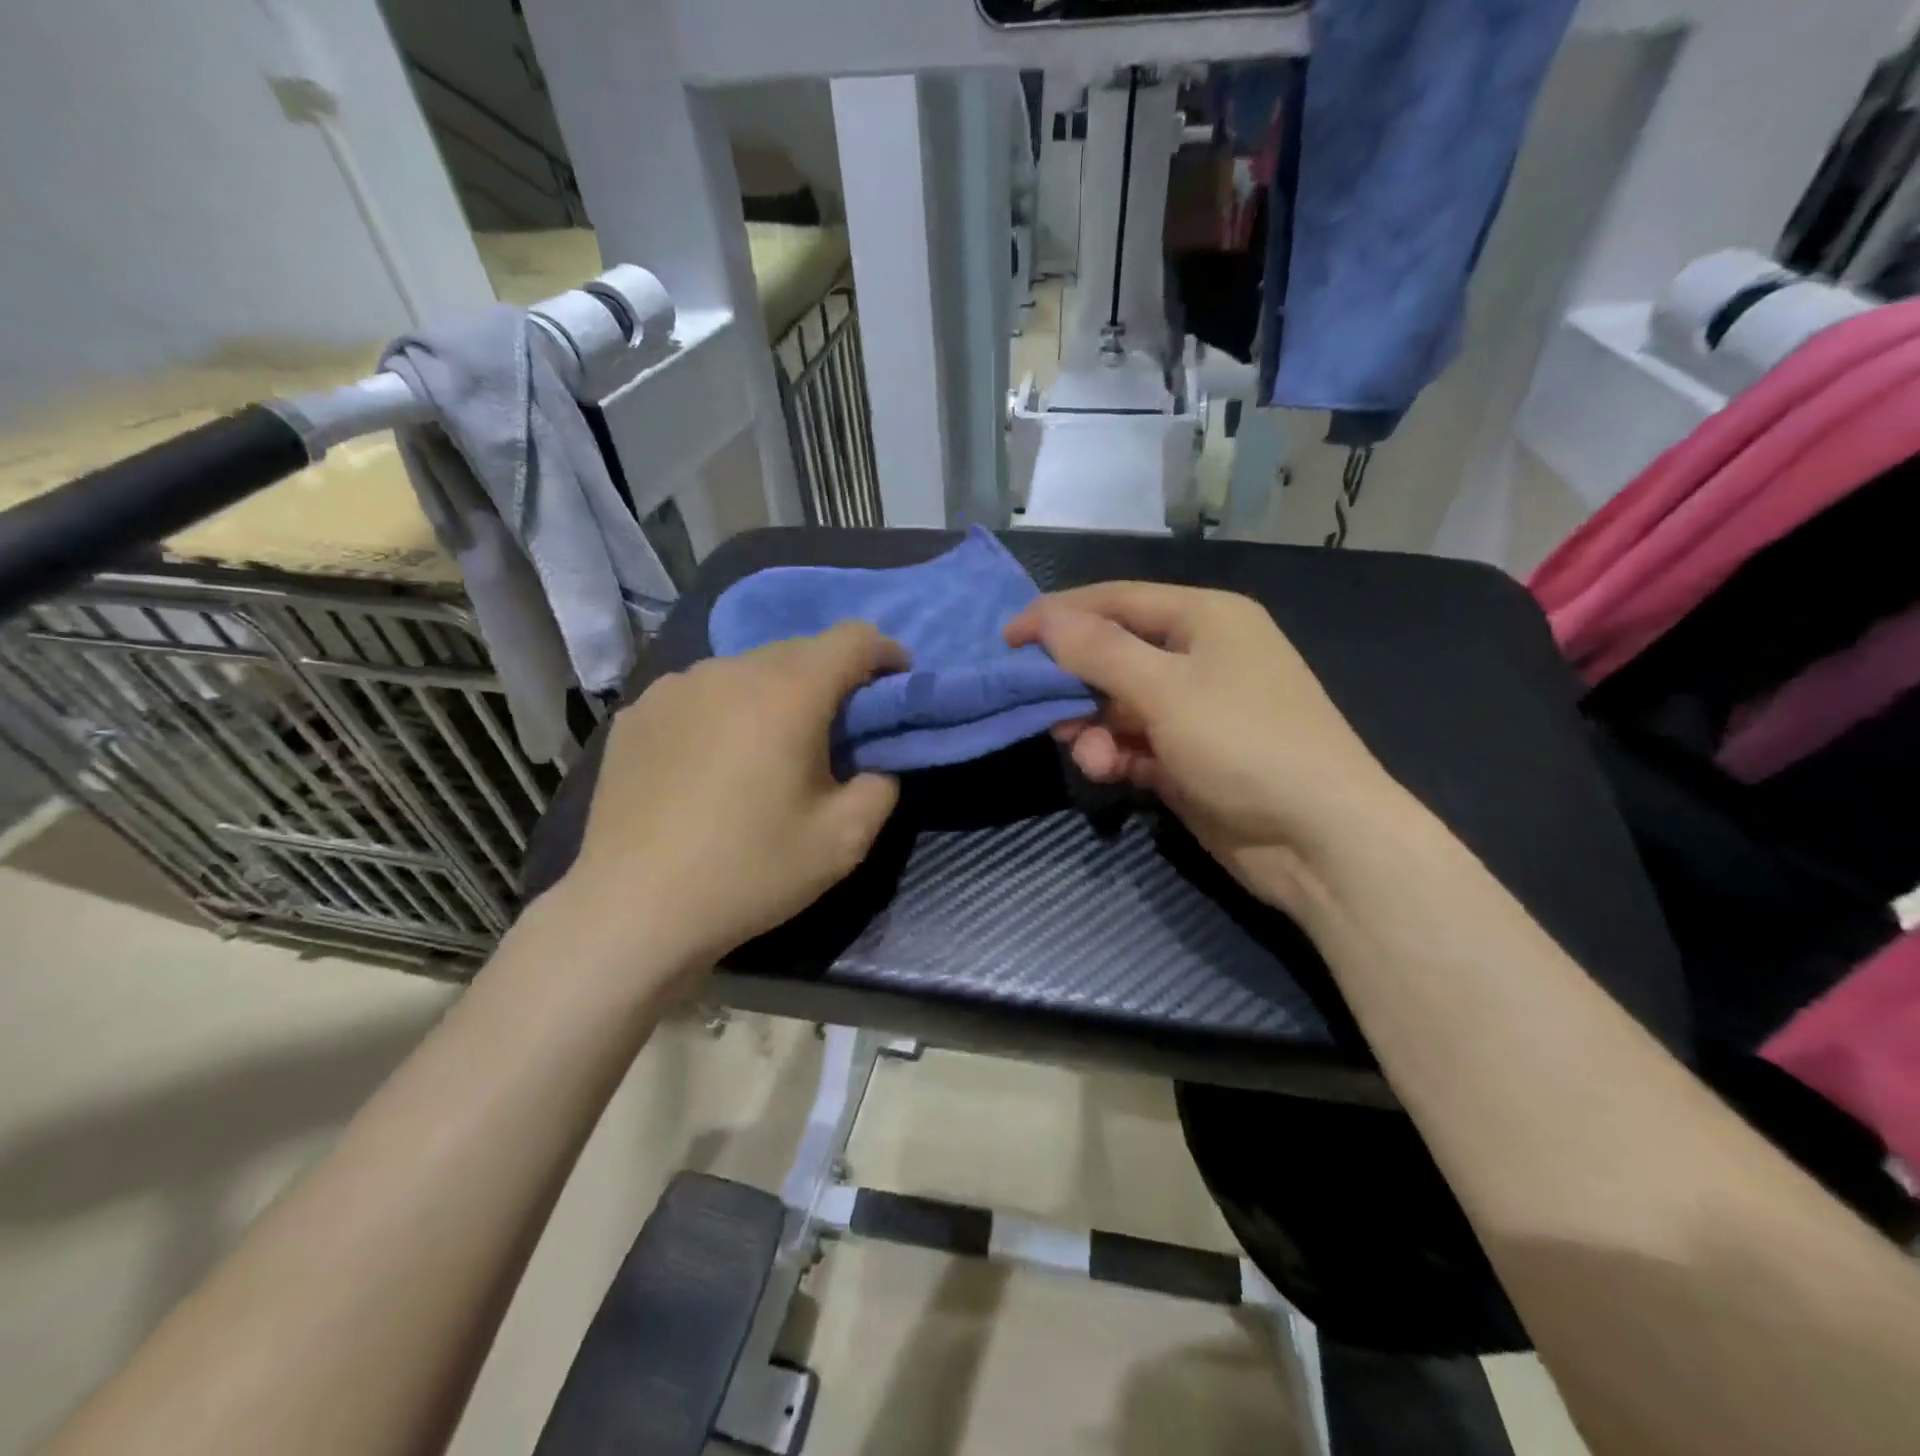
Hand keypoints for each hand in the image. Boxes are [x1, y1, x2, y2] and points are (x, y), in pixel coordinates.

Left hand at [557, 622, 906, 970]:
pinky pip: (700, 694)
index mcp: (786, 693)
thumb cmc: (749, 872)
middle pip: (798, 651)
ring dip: (775, 694)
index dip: (885, 652)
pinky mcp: (636, 713)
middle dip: (831, 678)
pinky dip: (724, 711)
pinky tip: (712, 761)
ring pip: (746, 670)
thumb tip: (873, 764)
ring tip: (770, 747)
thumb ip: (881, 786)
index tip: (896, 682)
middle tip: (838, 729)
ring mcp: (674, 687)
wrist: (633, 910)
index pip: (852, 639)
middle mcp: (728, 671)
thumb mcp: (845, 841)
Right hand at [1006, 583, 1405, 915]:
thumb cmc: (1246, 743)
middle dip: (1074, 681)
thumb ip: (1099, 651)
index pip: (1116, 601)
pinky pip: (1134, 743)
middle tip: (1034, 703)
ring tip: (1084, 751)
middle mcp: (1200, 657)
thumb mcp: (1166, 689)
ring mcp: (1194, 711)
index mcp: (1205, 619)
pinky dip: (1114, 753)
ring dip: (1092, 725)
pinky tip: (1105, 770)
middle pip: (1114, 654)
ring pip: (1118, 704)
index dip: (1059, 615)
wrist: (1320, 841)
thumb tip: (1045, 617)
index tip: (1008, 638)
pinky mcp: (1187, 759)